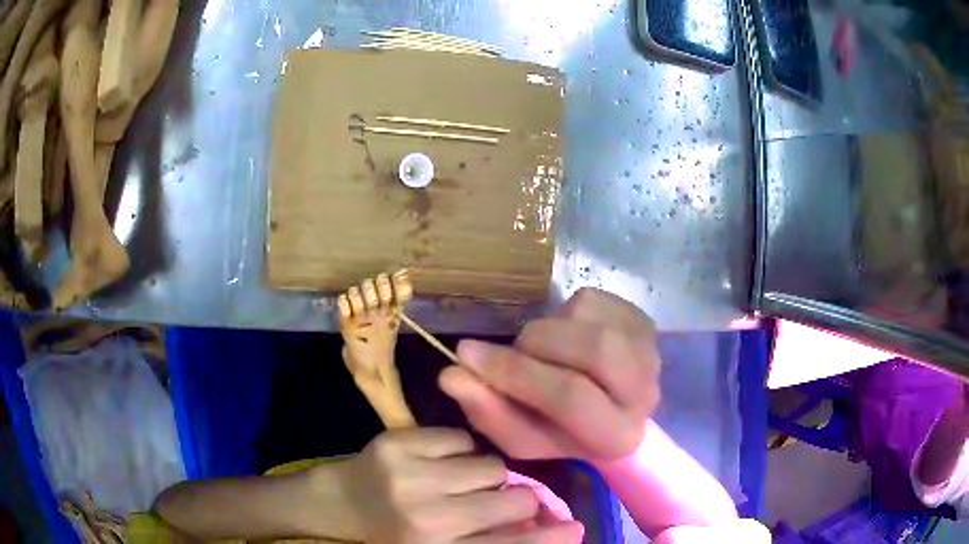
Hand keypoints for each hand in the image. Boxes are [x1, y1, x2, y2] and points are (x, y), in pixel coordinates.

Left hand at [348, 428, 583, 542]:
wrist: (339, 503)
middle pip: (511, 499)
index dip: (546, 539)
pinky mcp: (397, 442)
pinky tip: (439, 462)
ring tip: (461, 482)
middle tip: (501, 499)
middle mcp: (426, 518)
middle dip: (517, 499)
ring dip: (486, 475)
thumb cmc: (392, 535)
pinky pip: (461, 438)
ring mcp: (409, 476)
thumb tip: (541, 525)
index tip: (575, 529)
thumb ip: (487, 539)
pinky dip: (460, 450)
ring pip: (491, 465)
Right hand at [440, 288, 660, 461]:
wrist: (606, 409)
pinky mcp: (641, 319)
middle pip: (594, 350)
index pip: (570, 397)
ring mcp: (649, 350)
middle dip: (536, 346)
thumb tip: (451, 375)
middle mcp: (646, 392)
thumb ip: (488, 411)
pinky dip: (561, 315)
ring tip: (539, 351)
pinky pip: (590, 300)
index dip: (515, 373)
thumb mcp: (521, 435)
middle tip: (512, 352)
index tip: (466, 355)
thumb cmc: (560, 430)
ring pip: (589, 319)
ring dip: (547, 331)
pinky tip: (564, 337)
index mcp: (617, 437)